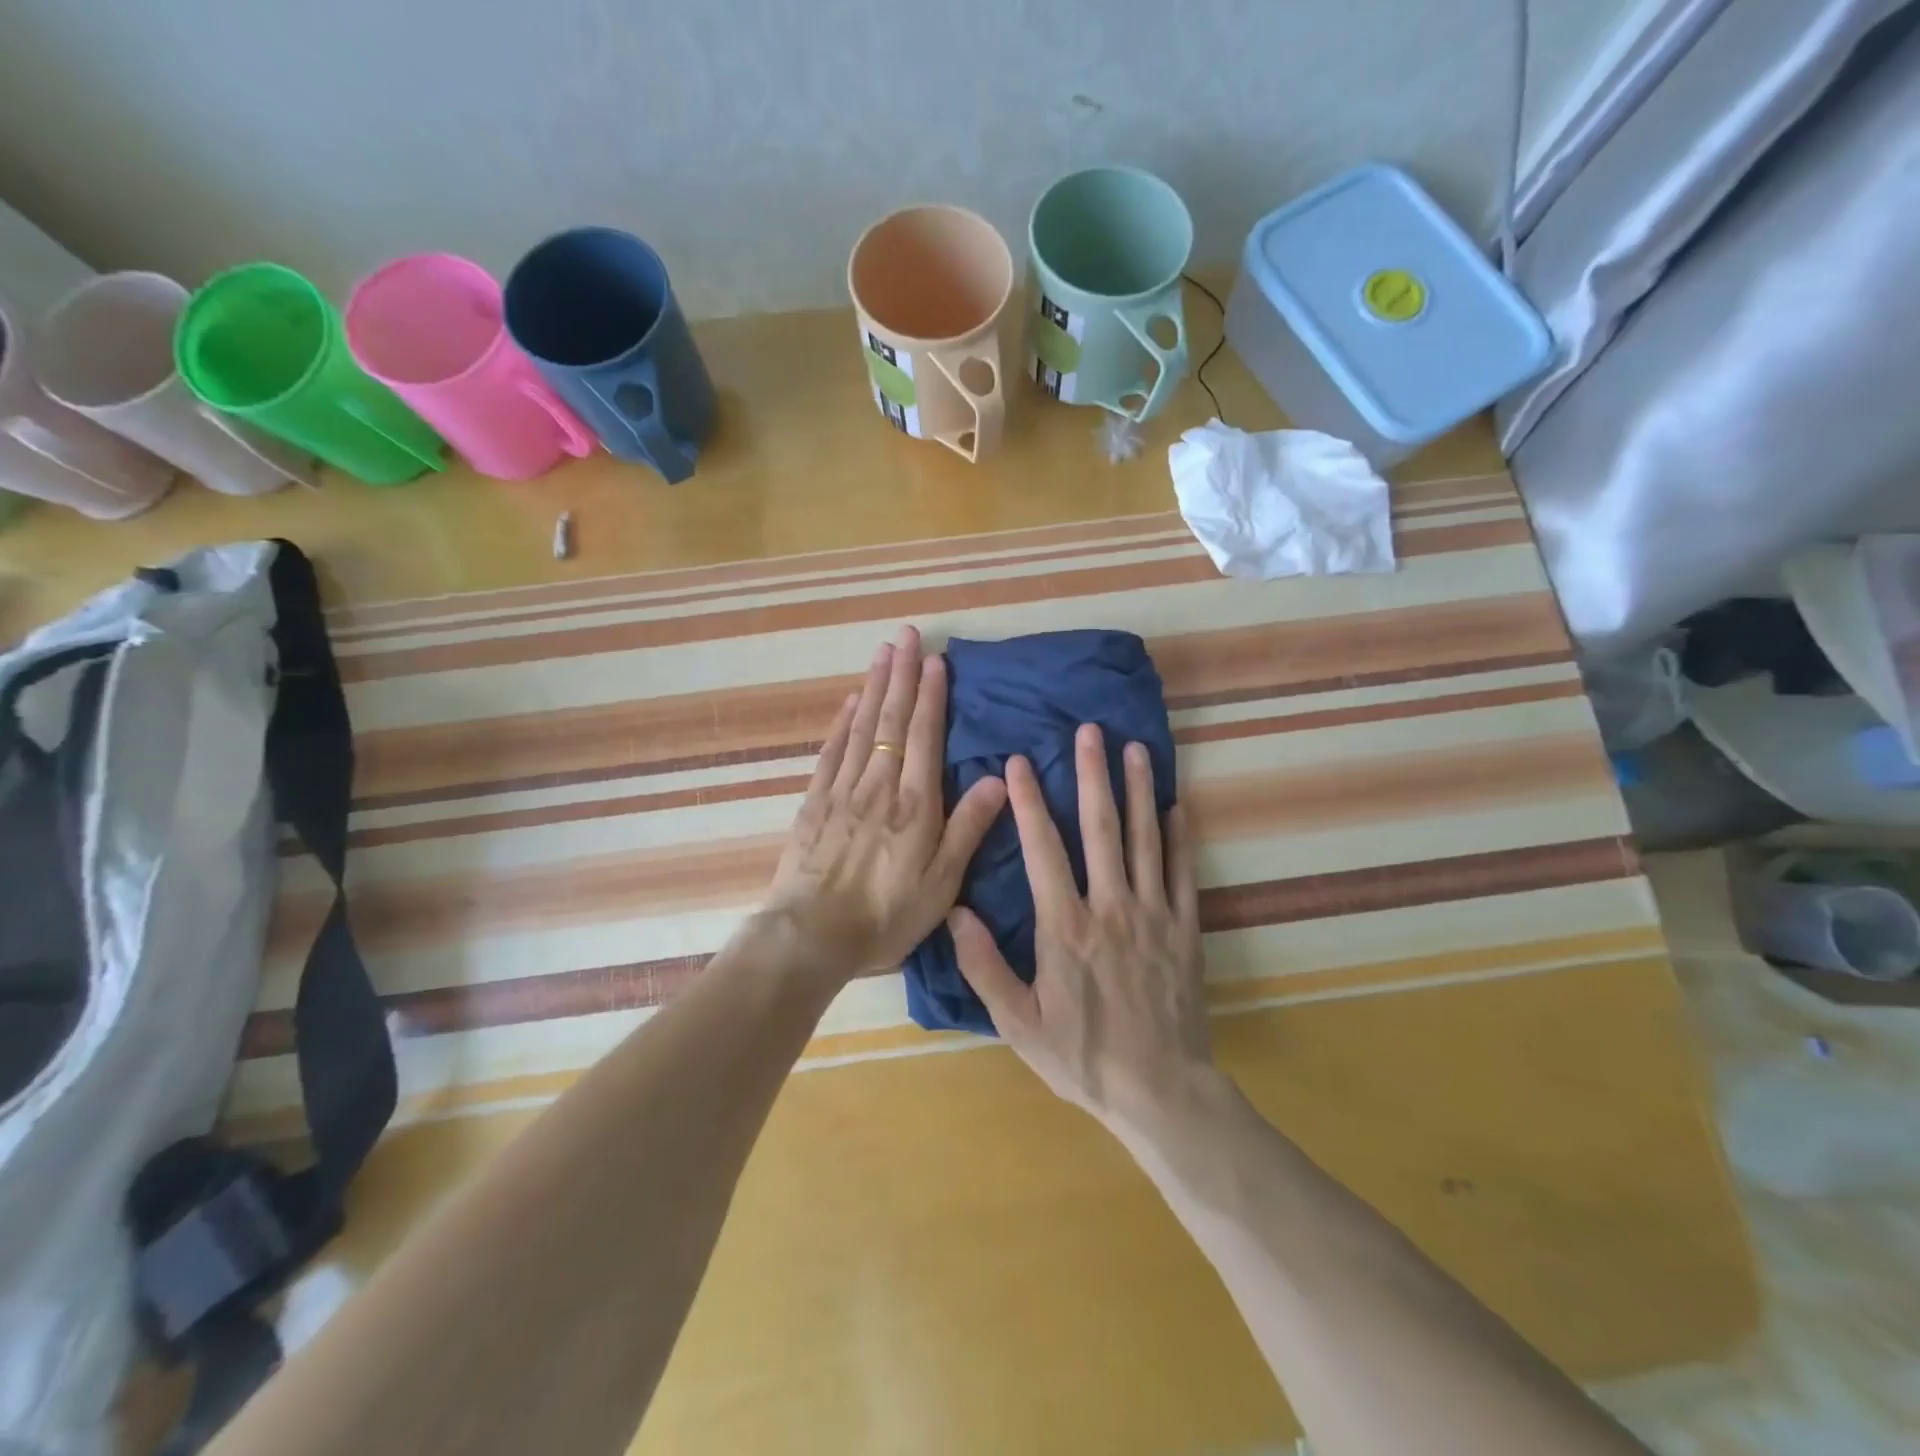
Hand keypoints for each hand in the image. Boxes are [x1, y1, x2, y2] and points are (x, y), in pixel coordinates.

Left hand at [762, 626, 1007, 982]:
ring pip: (861, 727)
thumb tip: (999, 779)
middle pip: (891, 720)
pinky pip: (831, 752)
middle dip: (902, 675)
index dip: (931, 696)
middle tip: (907, 634)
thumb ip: (967, 829)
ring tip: (882, 652)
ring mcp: (842, 791)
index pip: (924, 736)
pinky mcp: (814, 803)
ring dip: (874, 687)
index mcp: (913, 805)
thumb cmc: (885, 916)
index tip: (936, 660)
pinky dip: (842, 723)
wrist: (811, 937)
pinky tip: (849, 702)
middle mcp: (878, 786)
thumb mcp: (940, 884)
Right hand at [949, 723, 1211, 1125]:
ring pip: (1145, 840)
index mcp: (1065, 927)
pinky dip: (1180, 837)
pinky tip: (1177, 805)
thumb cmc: (1082, 1057)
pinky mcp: (1185, 929)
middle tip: (1089, 731)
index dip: (1028, 802)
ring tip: (1136, 749)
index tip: (1020, 762)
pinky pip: (1183, 873)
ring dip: (1140, 791)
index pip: (1043, 850)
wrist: (1160, 1091)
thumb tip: (956, 912)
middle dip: (1092, 775)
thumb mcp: (1019, 1024)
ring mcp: (1153, 915)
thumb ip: (985, 967)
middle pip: (1100, 829)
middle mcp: (1110, 907)